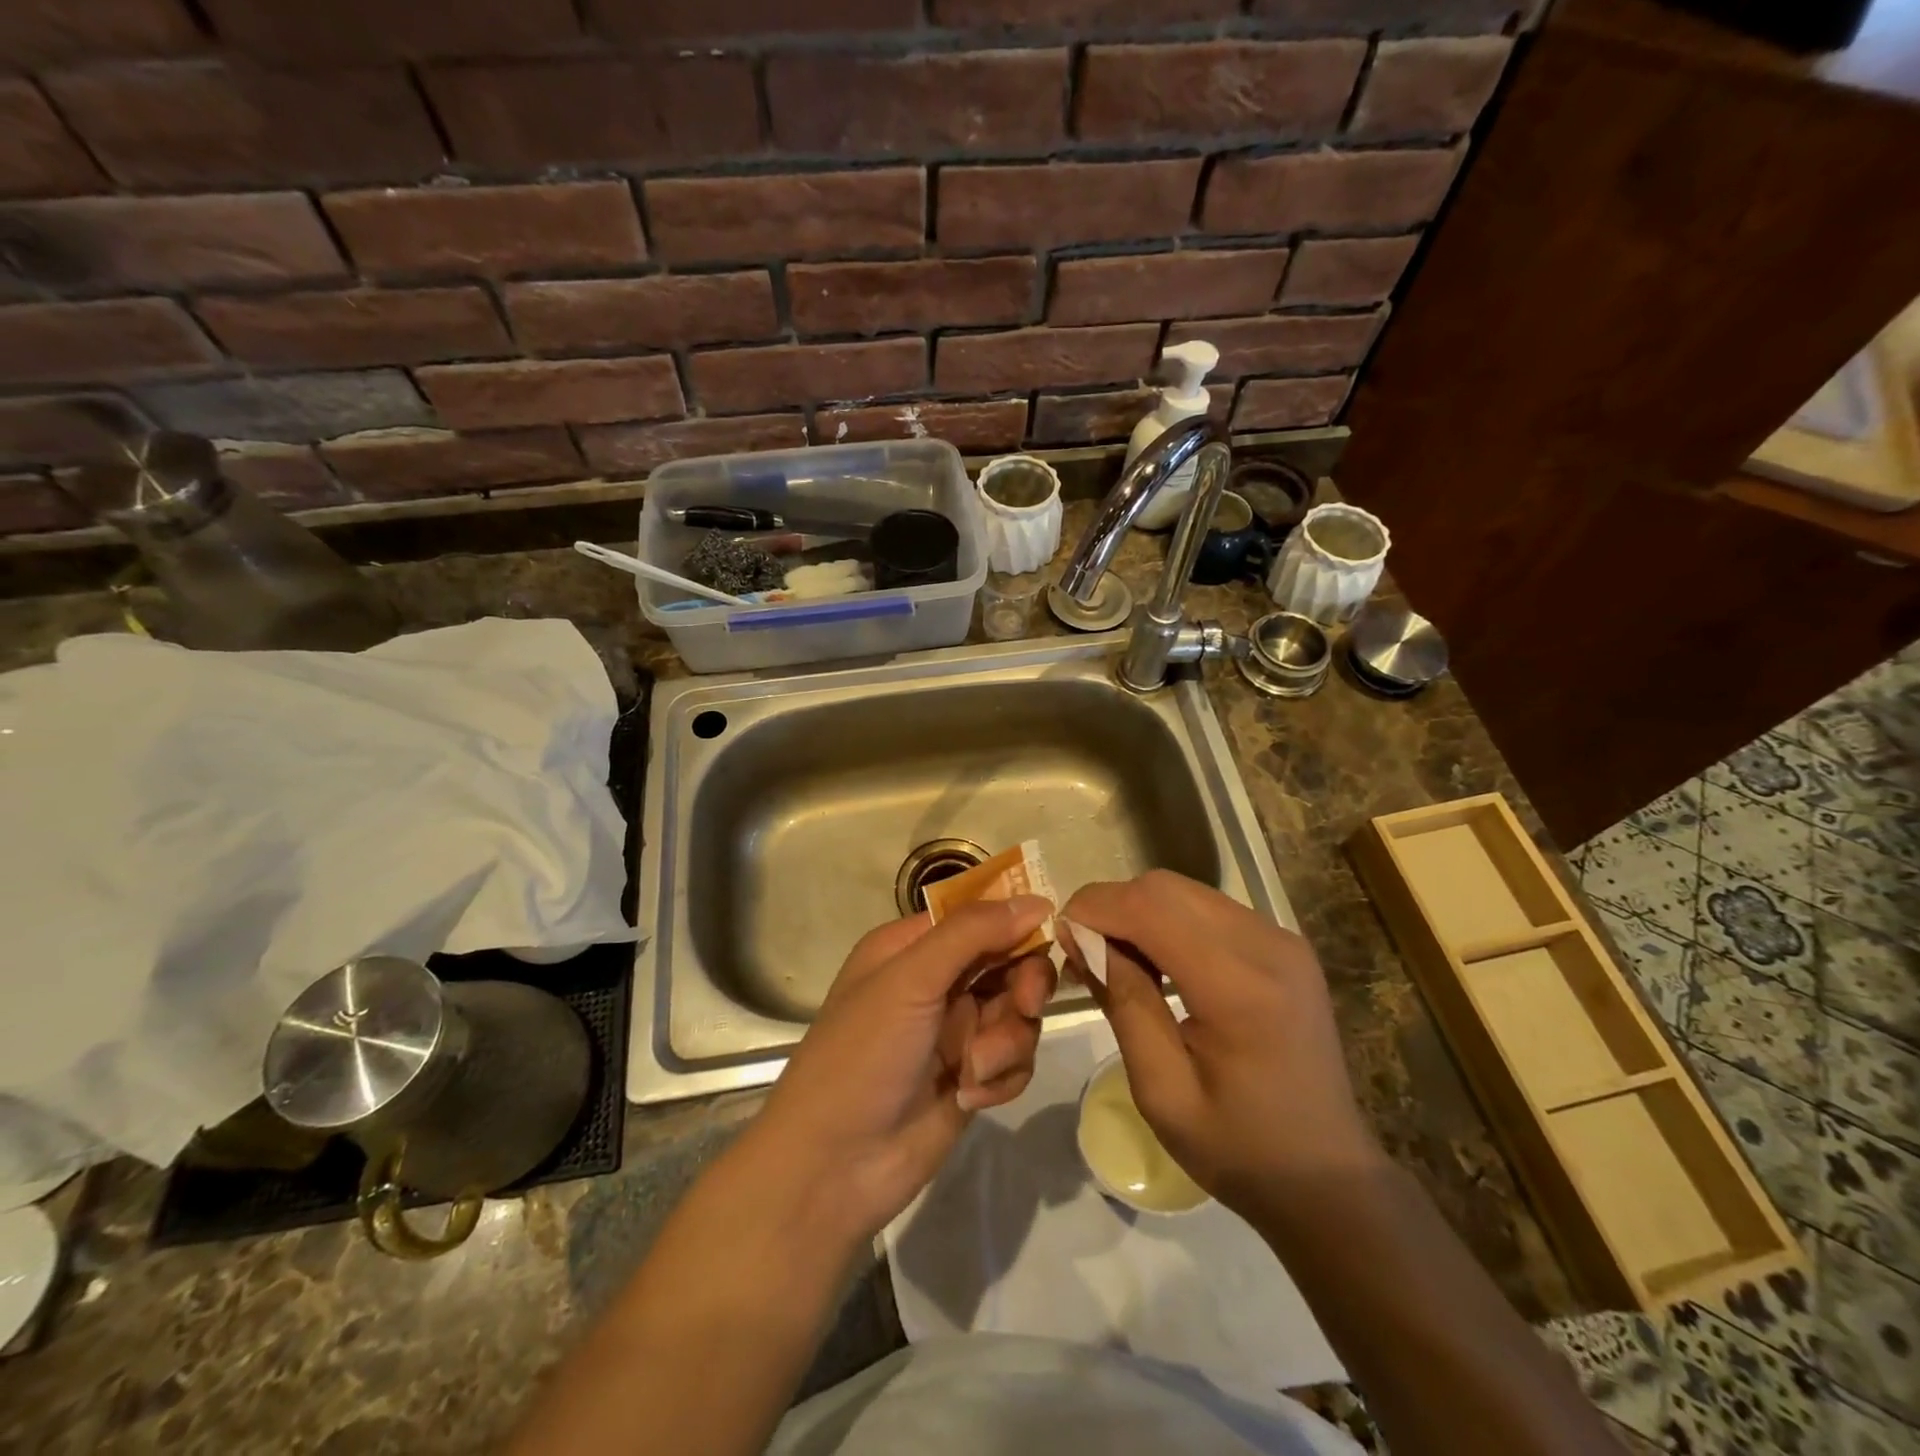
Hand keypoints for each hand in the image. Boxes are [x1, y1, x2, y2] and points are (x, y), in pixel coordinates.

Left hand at [745, 896, 1056, 1245]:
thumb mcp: (910, 980)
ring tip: (973, 1069)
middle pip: (1010, 963)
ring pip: (1019, 1015)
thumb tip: (1036, 900)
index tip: (1049, 934)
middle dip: (1023, 986)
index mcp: (912, 947)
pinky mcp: (973, 1076)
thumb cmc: (863, 1055)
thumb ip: (972, 934)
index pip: (979, 916)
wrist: (835, 1166)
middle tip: (1026, 1005)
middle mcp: (938, 982)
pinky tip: (970, 1095)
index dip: (1015, 922)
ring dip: (1007, 1041)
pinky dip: (1002, 1076)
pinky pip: (1015, 1060)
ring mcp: (957, 1032)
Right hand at [1061, 870, 1384, 1219]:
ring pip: (1185, 891)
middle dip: (1112, 907)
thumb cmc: (1238, 1148)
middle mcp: (1267, 945)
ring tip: (1116, 959)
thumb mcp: (1161, 1089)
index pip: (1150, 907)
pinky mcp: (1284, 944)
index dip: (1094, 909)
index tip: (1060, 937)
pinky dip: (1168, 921)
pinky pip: (1208, 908)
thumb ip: (1123, 1001)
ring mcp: (1282, 939)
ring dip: (1139, 912)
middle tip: (1084, 953)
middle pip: (1165, 888)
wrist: (1327, 1177)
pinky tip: (1157, 962)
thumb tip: (1081, 937)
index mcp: (1239, 987)